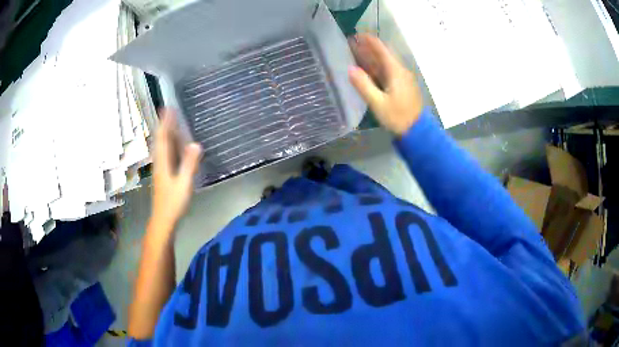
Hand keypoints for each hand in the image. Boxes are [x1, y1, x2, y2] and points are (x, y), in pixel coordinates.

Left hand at [150, 109, 201, 232]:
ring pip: (161, 147)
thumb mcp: (184, 184)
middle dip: (164, 124)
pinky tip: (173, 146)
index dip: (165, 122)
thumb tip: (196, 144)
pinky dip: (168, 145)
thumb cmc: (173, 203)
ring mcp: (160, 169)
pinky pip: (165, 154)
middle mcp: (159, 163)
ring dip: (165, 133)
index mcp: (163, 163)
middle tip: (168, 111)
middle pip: (160, 140)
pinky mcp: (163, 175)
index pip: (163, 138)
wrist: (163, 220)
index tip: (168, 108)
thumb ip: (189, 164)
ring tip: (170, 122)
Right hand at [348, 34, 423, 134]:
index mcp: (396, 71)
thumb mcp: (378, 103)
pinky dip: (376, 67)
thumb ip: (364, 85)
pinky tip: (367, 69)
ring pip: (385, 63)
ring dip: (371, 57)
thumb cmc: (398, 117)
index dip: (368, 41)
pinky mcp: (402, 86)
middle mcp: (400, 71)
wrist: (417, 131)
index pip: (381, 49)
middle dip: (367, 48)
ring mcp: (402, 78)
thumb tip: (350, 69)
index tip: (355, 35)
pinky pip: (387, 71)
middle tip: (351, 44)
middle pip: (383, 54)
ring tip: (355, 53)